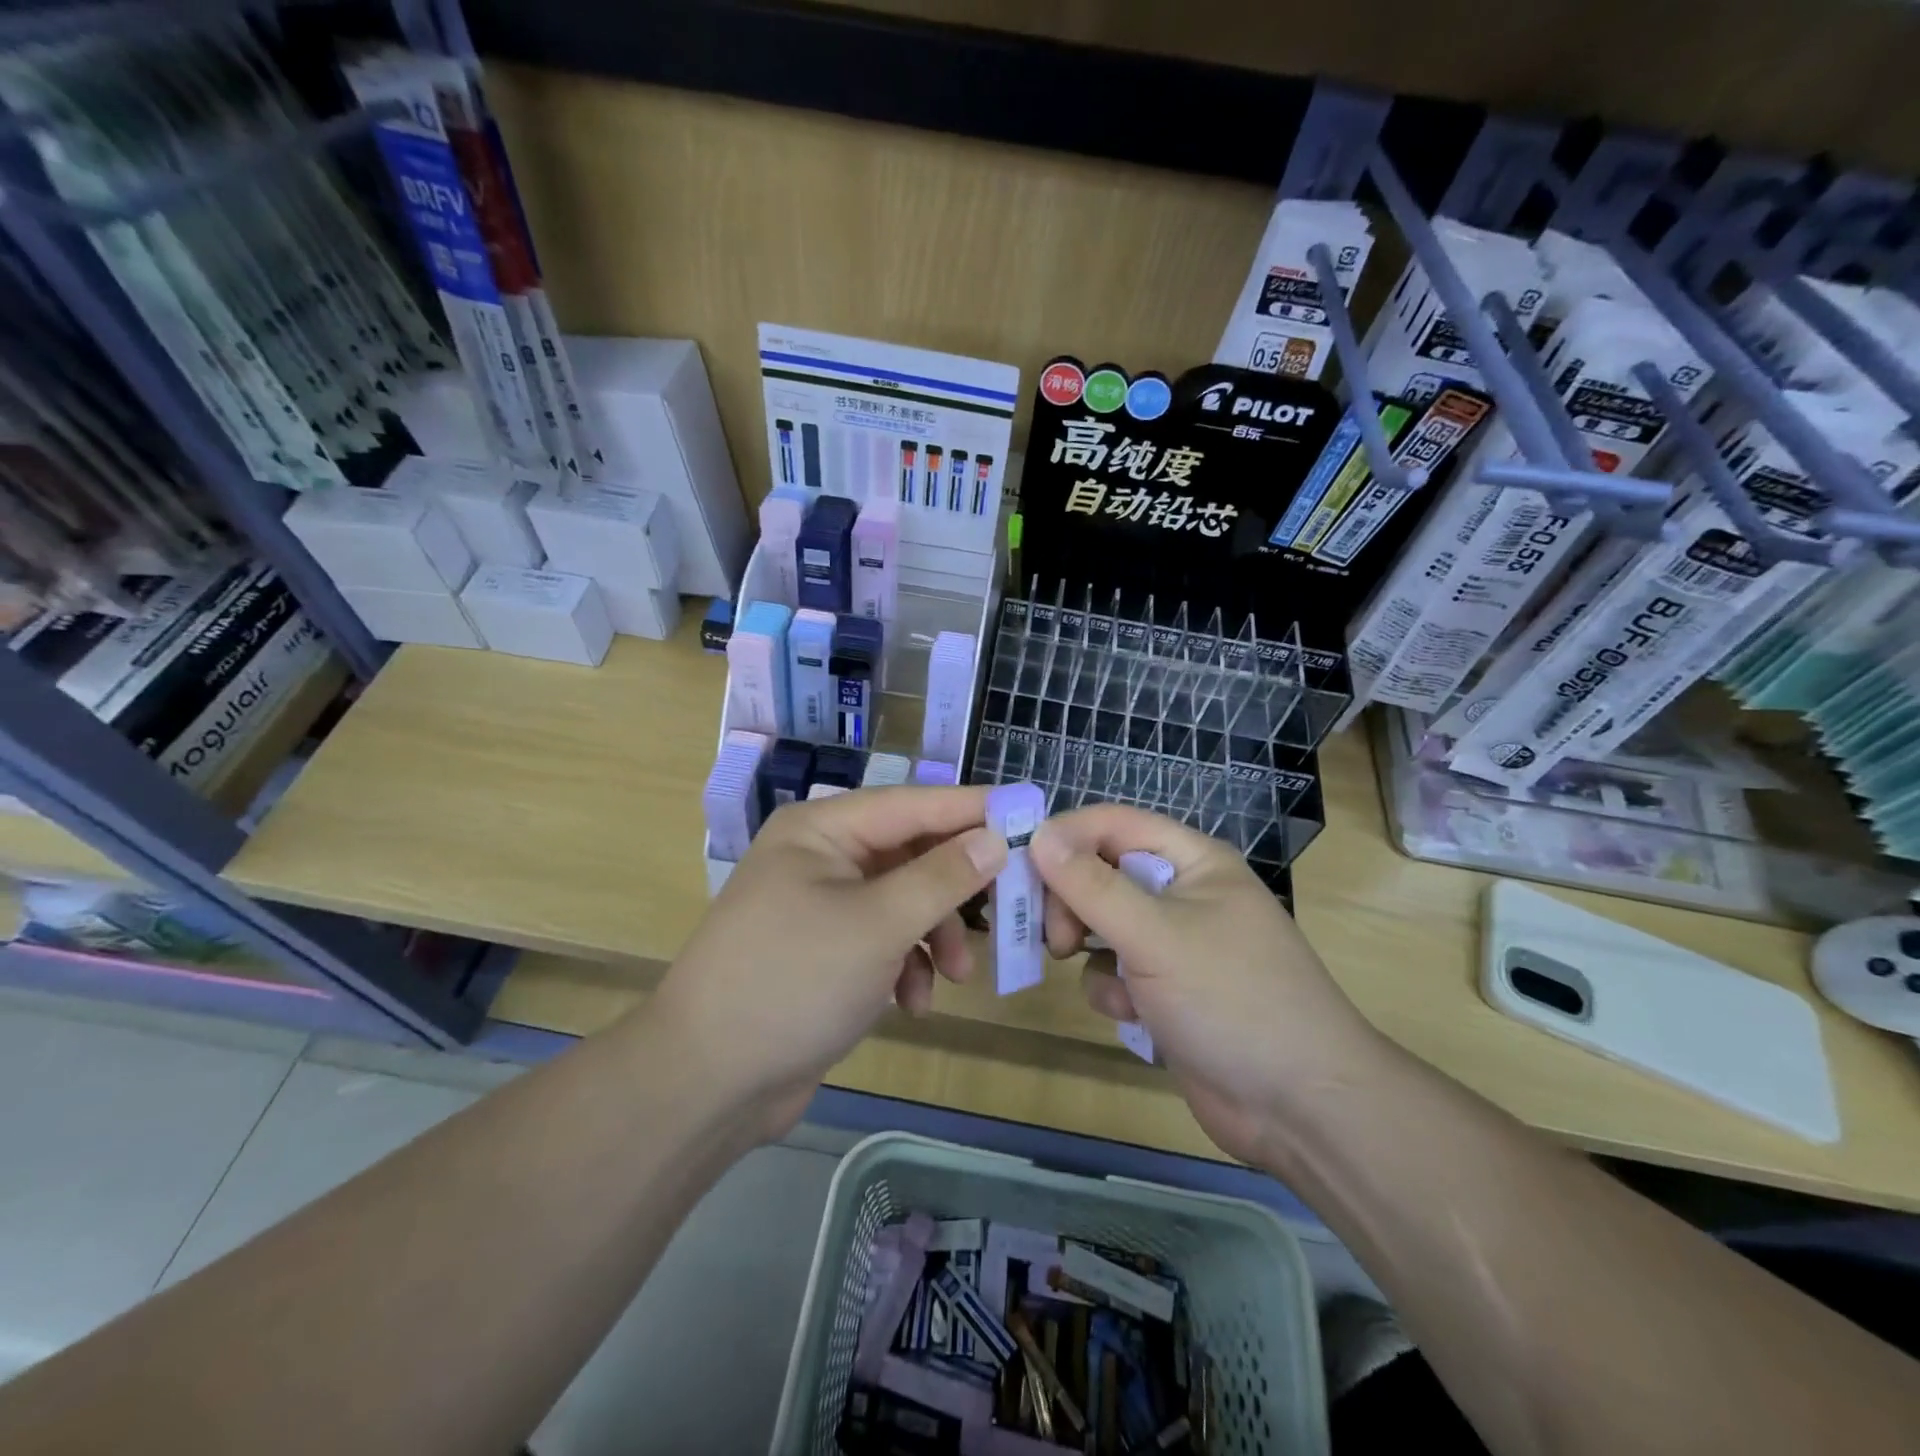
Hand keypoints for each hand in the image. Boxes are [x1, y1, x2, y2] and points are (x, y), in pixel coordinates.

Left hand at [655, 786, 1006, 1138]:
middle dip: (955, 890)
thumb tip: (995, 837)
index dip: (973, 808)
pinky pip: (883, 939)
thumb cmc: (794, 981)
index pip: (913, 803)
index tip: (1030, 812)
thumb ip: (942, 877)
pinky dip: (906, 964)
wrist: (707, 1080)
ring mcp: (820, 904)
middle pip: (911, 854)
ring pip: (904, 901)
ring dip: (935, 935)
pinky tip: (911, 1003)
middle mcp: (821, 856)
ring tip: (956, 976)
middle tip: (1008, 908)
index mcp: (822, 829)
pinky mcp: (825, 951)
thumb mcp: (878, 924)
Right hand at [1031, 804, 1378, 1168]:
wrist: (1301, 1108)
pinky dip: (1113, 990)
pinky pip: (1116, 972)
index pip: (1113, 824)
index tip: (1019, 867)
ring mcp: (1176, 946)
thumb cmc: (1233, 1000)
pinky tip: (1133, 1016)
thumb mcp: (1156, 936)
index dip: (1065, 837)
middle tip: (1055, 936)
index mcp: (1192, 861)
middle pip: (1102, 873)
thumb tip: (1039, 834)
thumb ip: (1093, 885)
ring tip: (1087, 970)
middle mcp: (1182, 894)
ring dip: (1088, 947)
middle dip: (1071, 901)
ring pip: (1102, 925)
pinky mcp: (1167, 994)